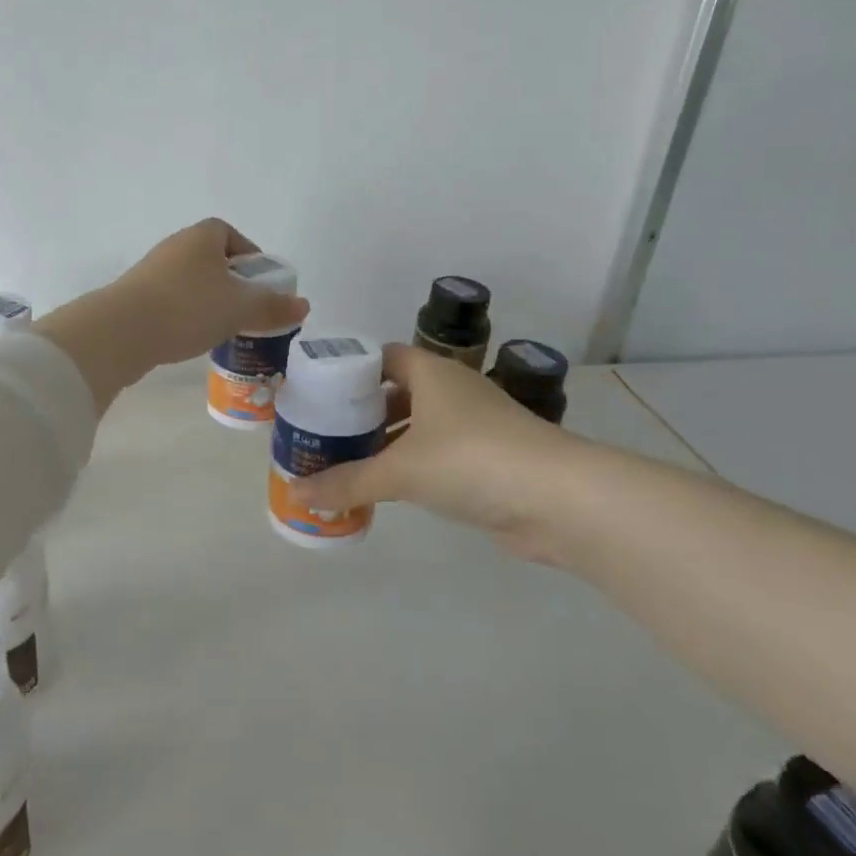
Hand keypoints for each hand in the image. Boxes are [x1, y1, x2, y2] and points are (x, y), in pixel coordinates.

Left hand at [107, 217, 310, 368]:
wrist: (121, 332)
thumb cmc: (188, 308)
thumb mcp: (239, 308)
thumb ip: (273, 306)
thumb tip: (304, 305)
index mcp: (201, 237)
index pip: (229, 233)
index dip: (249, 254)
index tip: (260, 282)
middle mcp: (175, 247)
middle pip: (212, 259)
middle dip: (232, 282)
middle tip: (247, 309)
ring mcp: (151, 272)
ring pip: (192, 282)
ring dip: (209, 300)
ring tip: (224, 328)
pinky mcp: (135, 298)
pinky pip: (172, 301)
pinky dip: (187, 314)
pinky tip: (193, 337)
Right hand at [291, 343, 574, 561]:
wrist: (557, 498)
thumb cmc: (471, 460)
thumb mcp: (401, 470)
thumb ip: (348, 481)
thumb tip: (298, 494)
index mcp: (432, 373)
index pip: (383, 357)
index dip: (351, 370)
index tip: (319, 392)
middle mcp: (453, 391)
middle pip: (398, 391)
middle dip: (363, 411)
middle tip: (325, 432)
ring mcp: (474, 425)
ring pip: (418, 425)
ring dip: (387, 442)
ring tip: (346, 461)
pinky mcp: (487, 460)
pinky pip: (437, 455)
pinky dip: (412, 466)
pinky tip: (388, 487)